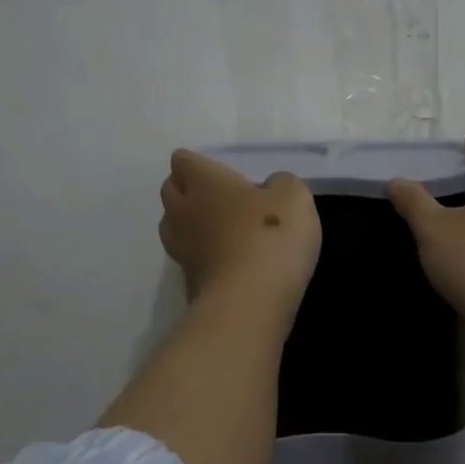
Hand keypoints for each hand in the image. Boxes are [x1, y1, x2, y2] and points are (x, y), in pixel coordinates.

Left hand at [159, 150, 321, 316]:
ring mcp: (180, 248)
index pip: (183, 160)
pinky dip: (202, 255)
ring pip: (173, 225)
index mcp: (203, 181)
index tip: (220, 172)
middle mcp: (182, 210)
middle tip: (218, 196)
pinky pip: (188, 258)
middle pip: (170, 190)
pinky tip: (226, 260)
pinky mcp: (186, 281)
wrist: (249, 303)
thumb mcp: (294, 198)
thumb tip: (270, 188)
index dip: (198, 163)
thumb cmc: (270, 236)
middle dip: (187, 189)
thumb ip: (281, 184)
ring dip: (189, 223)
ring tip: (218, 228)